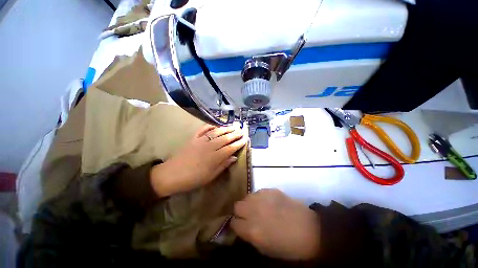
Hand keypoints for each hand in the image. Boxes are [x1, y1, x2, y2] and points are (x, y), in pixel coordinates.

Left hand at [150, 124, 246, 196]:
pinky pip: (203, 129)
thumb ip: (223, 165)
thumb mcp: (210, 176)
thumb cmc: (193, 179)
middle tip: (242, 130)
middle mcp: (210, 146)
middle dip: (235, 134)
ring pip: (216, 132)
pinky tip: (215, 124)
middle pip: (225, 138)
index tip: (245, 139)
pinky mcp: (194, 138)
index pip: (231, 148)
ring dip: (226, 128)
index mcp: (215, 157)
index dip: (239, 143)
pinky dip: (210, 126)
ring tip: (233, 126)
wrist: (172, 175)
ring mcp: (201, 140)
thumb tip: (234, 157)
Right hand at [231, 189, 320, 260]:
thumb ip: (250, 236)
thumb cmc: (288, 246)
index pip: (234, 223)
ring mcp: (263, 198)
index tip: (240, 225)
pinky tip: (269, 203)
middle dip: (240, 211)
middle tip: (249, 215)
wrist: (309, 229)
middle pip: (237, 205)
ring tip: (259, 208)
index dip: (236, 225)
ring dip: (250, 203)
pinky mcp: (270, 190)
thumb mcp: (265, 250)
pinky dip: (260, 198)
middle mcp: (254, 211)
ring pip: (247, 197)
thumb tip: (242, 227)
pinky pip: (258, 192)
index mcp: (252, 230)